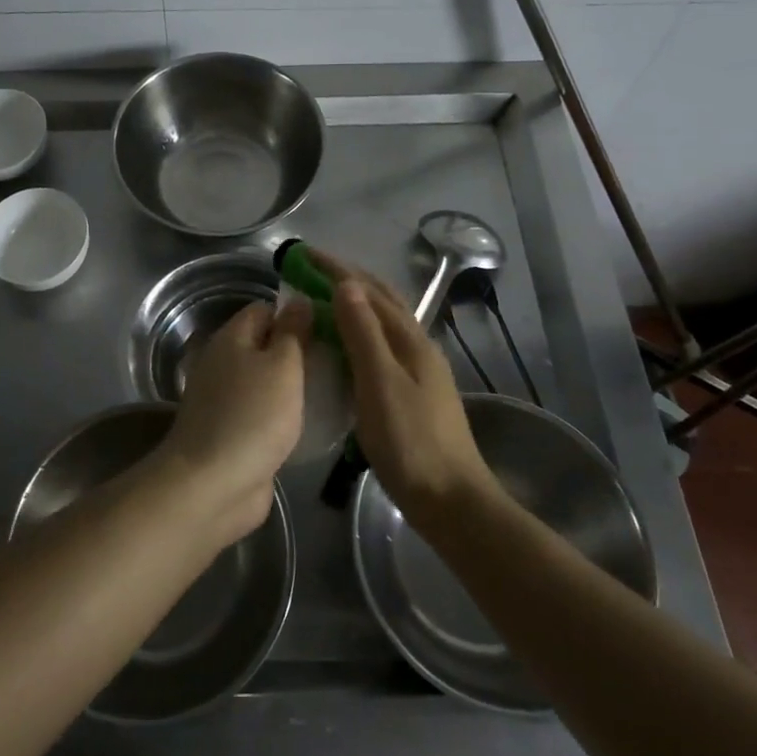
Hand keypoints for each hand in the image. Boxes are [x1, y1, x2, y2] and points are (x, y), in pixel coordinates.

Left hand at [156, 299, 310, 543]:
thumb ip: (293, 332)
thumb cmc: (253, 416)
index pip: (265, 309)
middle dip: (299, 351)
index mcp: (231, 338)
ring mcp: (225, 399)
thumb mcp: (283, 366)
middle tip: (339, 358)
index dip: (296, 313)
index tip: (330, 325)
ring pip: (266, 380)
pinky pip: (263, 411)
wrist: (213, 485)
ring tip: (334, 388)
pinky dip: (284, 414)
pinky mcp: (232, 431)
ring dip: (293, 385)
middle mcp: (224, 362)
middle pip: (265, 345)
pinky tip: (312, 422)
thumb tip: (299, 300)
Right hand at [316, 255, 495, 524]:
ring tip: (323, 299)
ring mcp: (419, 370)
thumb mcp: (379, 383)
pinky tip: (345, 346)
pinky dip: (359, 331)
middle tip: (311, 270)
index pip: (368, 290)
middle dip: (347, 279)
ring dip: (355, 303)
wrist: (452, 501)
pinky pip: (382, 345)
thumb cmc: (411, 442)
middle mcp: (417, 347)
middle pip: (381, 300)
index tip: (304, 253)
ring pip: (383, 322)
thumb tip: (345, 283)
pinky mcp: (414, 392)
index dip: (336, 270)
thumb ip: (362, 333)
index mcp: (410, 340)